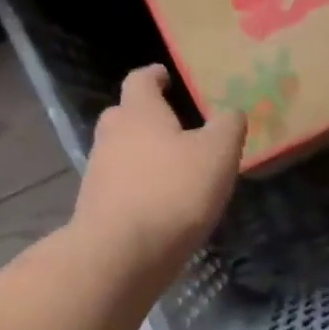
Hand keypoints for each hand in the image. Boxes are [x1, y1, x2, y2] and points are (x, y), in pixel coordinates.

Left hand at [72, 65, 245, 288]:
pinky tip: (161, 204)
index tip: (167, 76)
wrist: (122, 254)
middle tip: (174, 126)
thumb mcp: (217, 154)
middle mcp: (111, 135)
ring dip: (143, 155)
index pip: (141, 80)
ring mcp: (98, 173)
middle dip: (147, 117)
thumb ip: (228, 127)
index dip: (155, 75)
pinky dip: (139, 187)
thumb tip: (231, 112)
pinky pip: (121, 186)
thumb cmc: (173, 192)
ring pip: (121, 152)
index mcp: (139, 113)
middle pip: (125, 115)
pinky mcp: (97, 208)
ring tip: (174, 169)